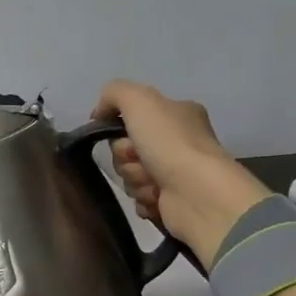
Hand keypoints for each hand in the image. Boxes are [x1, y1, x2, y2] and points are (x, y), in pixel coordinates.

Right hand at [93, 80, 270, 268]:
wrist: (197, 193)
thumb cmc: (170, 142)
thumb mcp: (139, 100)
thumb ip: (114, 94)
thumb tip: (98, 114)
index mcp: (177, 114)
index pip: (132, 118)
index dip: (120, 130)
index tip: (124, 136)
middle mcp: (178, 142)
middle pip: (127, 150)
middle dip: (127, 159)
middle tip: (141, 160)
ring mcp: (177, 173)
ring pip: (131, 175)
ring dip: (136, 180)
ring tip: (154, 184)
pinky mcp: (172, 201)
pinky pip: (140, 199)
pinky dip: (144, 200)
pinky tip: (157, 199)